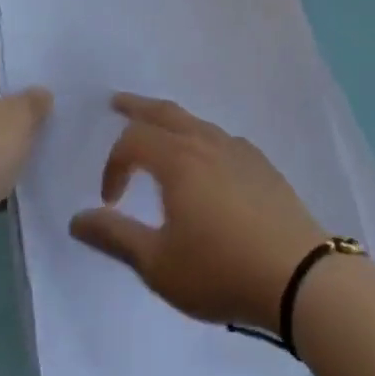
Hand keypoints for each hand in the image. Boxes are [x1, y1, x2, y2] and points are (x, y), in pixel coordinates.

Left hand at [0, 43, 50, 277]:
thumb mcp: (19, 118)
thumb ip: (34, 101)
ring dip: (14, 132)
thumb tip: (39, 95)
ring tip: (52, 129)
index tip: (45, 57)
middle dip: (20, 94)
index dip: (16, 51)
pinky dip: (5, 164)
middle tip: (57, 93)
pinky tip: (34, 166)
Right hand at [69, 94, 328, 331]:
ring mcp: (238, 149)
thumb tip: (77, 218)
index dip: (113, 166)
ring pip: (195, 122)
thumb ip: (115, 237)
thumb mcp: (158, 264)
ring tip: (158, 130)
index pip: (133, 141)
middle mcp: (205, 142)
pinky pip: (220, 138)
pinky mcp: (261, 164)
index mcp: (177, 159)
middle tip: (117, 101)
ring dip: (170, 121)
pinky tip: (205, 160)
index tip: (110, 202)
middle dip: (137, 107)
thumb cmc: (220, 270)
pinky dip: (200, 137)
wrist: (297, 274)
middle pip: (165, 112)